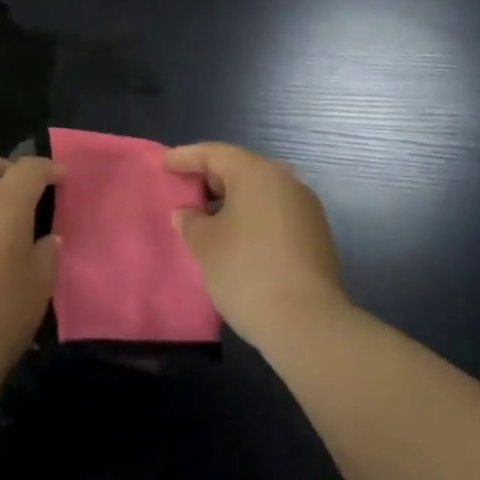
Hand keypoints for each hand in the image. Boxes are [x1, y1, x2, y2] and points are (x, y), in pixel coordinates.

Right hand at [165, 142, 347, 350]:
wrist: (308, 325)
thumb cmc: (246, 271)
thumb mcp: (205, 243)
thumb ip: (191, 221)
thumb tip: (188, 214)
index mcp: (256, 172)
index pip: (213, 154)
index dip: (185, 158)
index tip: (163, 164)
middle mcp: (285, 181)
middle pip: (239, 170)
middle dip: (209, 180)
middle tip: (182, 189)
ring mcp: (305, 209)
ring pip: (259, 194)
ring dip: (231, 202)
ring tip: (204, 217)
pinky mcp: (316, 237)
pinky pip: (274, 215)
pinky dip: (251, 219)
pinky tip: (234, 238)